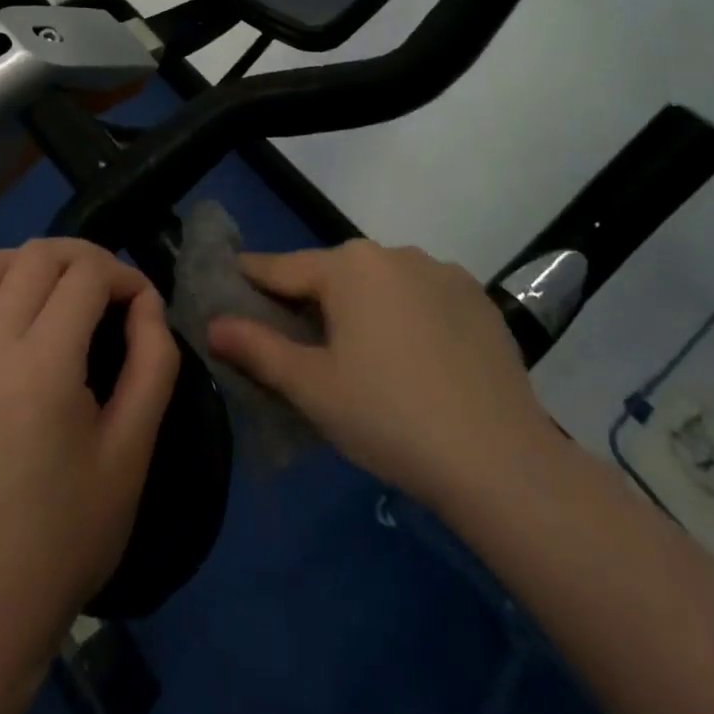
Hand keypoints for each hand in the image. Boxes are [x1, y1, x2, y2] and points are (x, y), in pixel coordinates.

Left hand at [0, 238, 178, 662]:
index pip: (87, 275)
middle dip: (84, 258)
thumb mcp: (134, 447)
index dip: (124, 275)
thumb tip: (147, 301)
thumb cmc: (72, 527)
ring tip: (53, 292)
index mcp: (42, 368)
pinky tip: (4, 321)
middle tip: (107, 289)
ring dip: (27, 263)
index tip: (141, 302)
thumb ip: (153, 361)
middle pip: (37, 256)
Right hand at [206, 240, 556, 514]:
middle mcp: (393, 253)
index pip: (282, 268)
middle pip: (333, 274)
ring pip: (380, 284)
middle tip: (296, 342)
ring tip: (360, 356)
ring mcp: (442, 272)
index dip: (251, 279)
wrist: (501, 461)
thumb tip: (213, 324)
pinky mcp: (477, 299)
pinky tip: (413, 359)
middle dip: (309, 300)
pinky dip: (405, 317)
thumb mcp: (312, 387)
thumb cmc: (389, 417)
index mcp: (348, 266)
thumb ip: (257, 349)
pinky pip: (422, 297)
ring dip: (361, 307)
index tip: (229, 285)